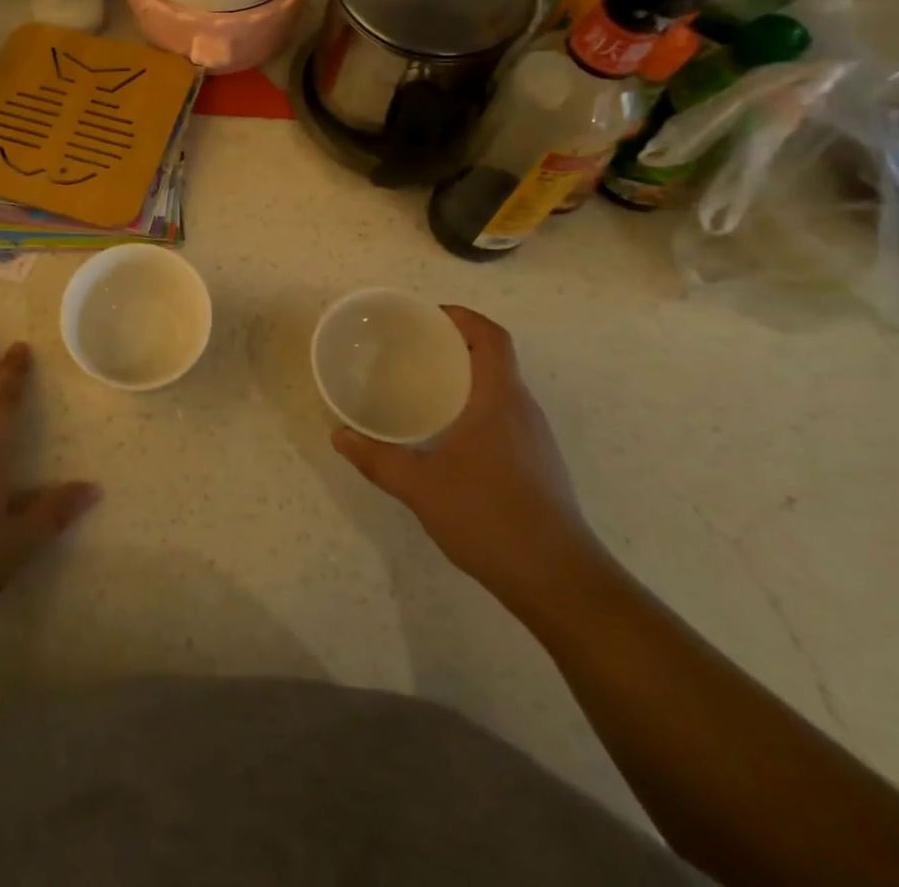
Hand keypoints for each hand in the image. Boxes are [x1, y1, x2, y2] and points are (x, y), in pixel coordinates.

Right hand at [331, 306, 604, 610]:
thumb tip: (339, 436)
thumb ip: (376, 458)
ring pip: (501, 389)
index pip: (492, 337)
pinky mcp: (540, 465)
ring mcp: (536, 439)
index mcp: (499, 399)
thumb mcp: (420, 486)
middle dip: (456, 345)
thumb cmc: (489, 517)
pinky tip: (449, 436)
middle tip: (412, 350)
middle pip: (495, 358)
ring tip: (425, 388)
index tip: (428, 317)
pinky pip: (506, 416)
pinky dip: (477, 408)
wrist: (559, 581)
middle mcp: (523, 410)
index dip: (463, 318)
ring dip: (468, 378)